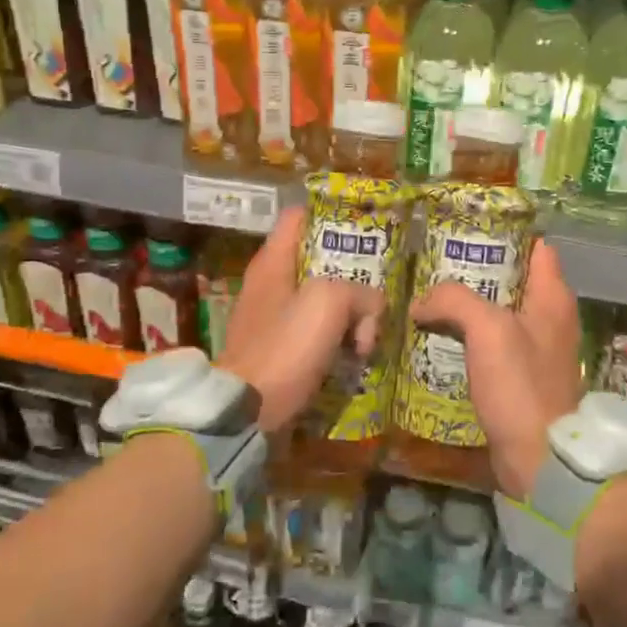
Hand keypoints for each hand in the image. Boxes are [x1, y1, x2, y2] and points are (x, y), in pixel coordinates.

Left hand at [217, 208, 386, 432]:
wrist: (247, 411)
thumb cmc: (285, 346)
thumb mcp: (330, 303)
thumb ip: (360, 293)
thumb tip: (371, 310)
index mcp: (273, 261)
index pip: (300, 216)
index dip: (331, 215)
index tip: (363, 227)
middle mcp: (269, 283)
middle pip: (317, 260)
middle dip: (351, 272)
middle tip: (380, 285)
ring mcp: (271, 318)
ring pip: (321, 299)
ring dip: (348, 311)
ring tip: (371, 329)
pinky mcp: (277, 349)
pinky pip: (315, 331)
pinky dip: (336, 337)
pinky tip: (355, 353)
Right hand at [408, 240, 580, 497]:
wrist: (539, 457)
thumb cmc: (520, 385)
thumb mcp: (488, 330)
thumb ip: (455, 301)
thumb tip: (421, 302)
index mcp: (553, 298)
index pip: (535, 248)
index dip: (505, 234)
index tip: (467, 230)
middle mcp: (551, 318)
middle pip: (512, 280)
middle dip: (476, 270)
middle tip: (435, 264)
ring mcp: (538, 349)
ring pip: (499, 313)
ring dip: (468, 306)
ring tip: (429, 298)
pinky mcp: (522, 377)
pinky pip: (493, 344)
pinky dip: (469, 337)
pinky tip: (439, 337)